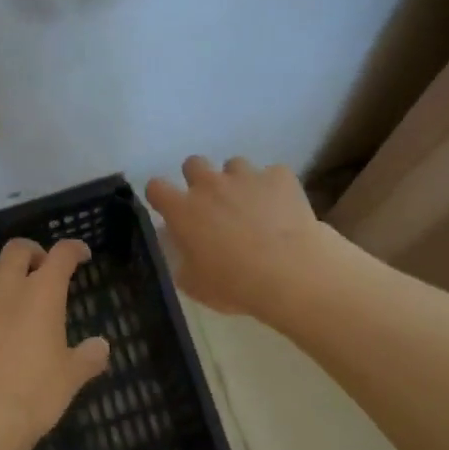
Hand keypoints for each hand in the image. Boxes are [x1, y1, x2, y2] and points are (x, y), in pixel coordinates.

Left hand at [0, 236, 108, 449]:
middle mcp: (5, 286)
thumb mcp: (71, 378)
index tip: (81, 255)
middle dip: (31, 252)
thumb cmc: (33, 395)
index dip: (74, 249)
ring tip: (0, 287)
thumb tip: (102, 346)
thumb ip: (88, 357)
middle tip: (38, 269)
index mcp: (42, 293)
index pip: (62, 255)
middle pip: (17, 249)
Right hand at [145, 156, 337, 316]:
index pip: (156, 187)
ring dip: (237, 182)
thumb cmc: (236, 285)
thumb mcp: (195, 285)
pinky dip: (273, 187)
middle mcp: (209, 184)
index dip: (161, 196)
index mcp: (183, 210)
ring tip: (252, 206)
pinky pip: (272, 174)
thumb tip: (178, 245)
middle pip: (193, 163)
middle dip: (199, 179)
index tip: (169, 209)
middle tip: (212, 205)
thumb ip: (180, 260)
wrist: (292, 274)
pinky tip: (283, 209)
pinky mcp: (279, 176)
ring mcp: (245, 176)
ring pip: (234, 165)